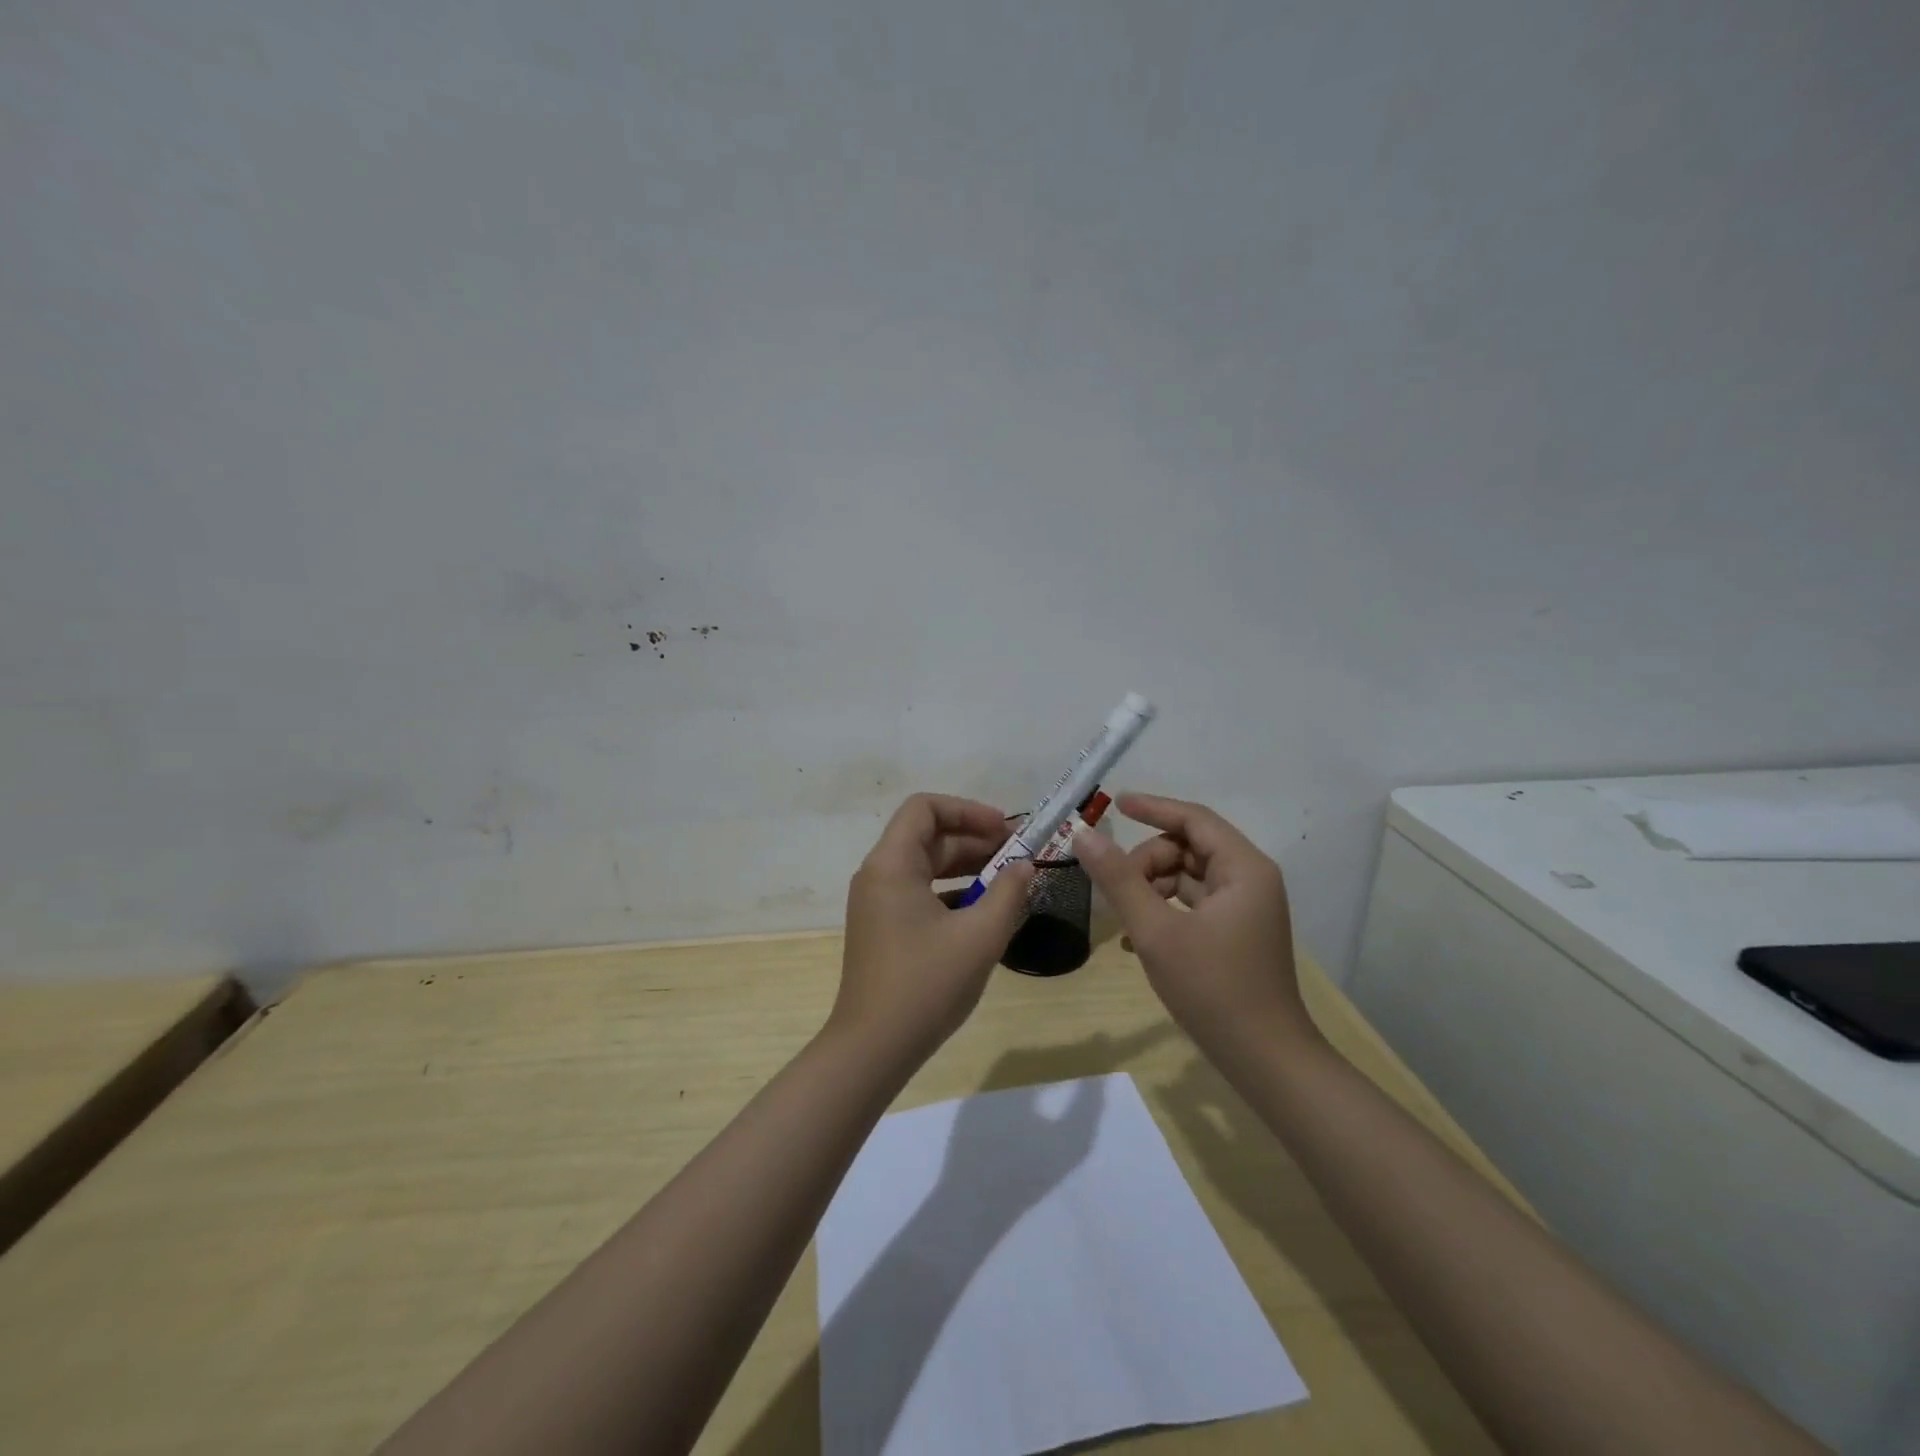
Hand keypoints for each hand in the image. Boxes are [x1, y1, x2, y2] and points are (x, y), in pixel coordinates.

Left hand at [833, 794, 1035, 1062]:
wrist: (873, 1049)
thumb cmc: (926, 985)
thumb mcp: (979, 936)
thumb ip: (1008, 893)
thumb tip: (1024, 866)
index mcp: (891, 864)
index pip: (925, 808)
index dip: (967, 810)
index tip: (1005, 830)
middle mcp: (878, 875)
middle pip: (927, 836)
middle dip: (974, 839)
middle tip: (1018, 855)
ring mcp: (877, 903)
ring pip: (924, 865)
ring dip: (966, 866)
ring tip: (1008, 879)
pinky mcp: (883, 928)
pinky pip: (919, 892)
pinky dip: (951, 891)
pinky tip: (984, 910)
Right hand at [1076, 793, 1320, 1055]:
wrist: (1266, 1061)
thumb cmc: (1213, 989)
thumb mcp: (1156, 932)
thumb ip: (1119, 879)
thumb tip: (1084, 834)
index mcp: (1243, 869)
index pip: (1193, 818)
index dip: (1152, 807)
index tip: (1113, 805)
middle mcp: (1250, 879)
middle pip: (1188, 847)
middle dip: (1147, 861)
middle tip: (1115, 891)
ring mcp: (1245, 908)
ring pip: (1188, 876)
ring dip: (1151, 887)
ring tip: (1123, 919)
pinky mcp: (1236, 932)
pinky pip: (1194, 902)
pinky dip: (1164, 909)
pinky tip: (1135, 938)